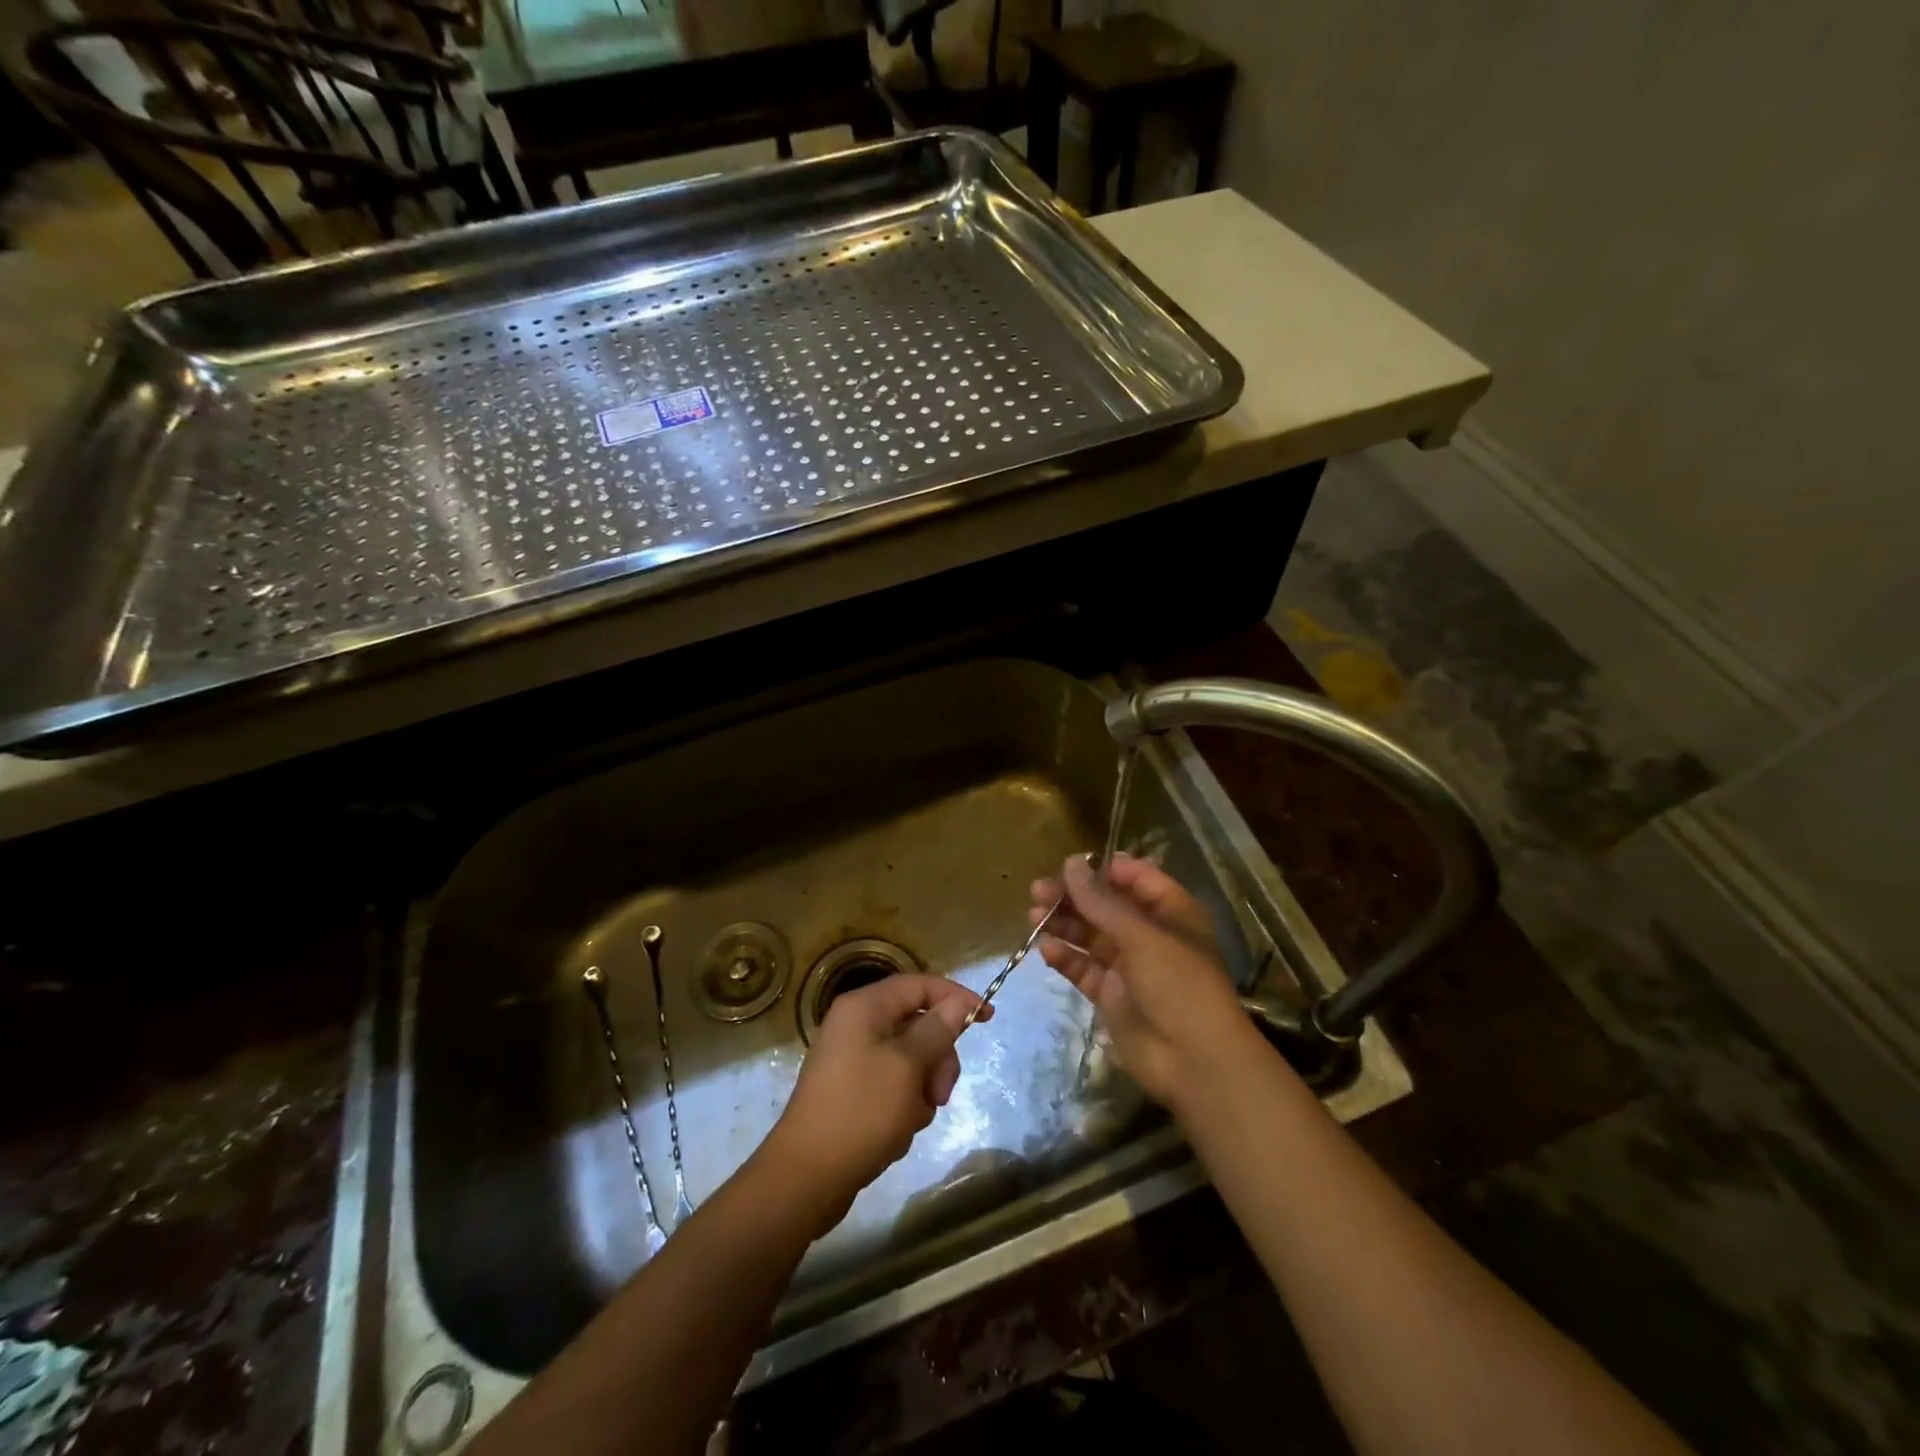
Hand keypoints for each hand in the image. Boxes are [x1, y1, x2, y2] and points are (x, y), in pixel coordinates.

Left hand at [759, 973, 990, 1235]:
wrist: (806, 1178)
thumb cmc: (860, 1112)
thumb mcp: (908, 1066)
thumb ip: (937, 1030)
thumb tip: (958, 1002)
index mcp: (864, 1007)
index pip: (920, 985)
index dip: (956, 997)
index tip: (987, 1019)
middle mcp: (857, 1025)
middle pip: (918, 1024)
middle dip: (937, 1059)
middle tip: (940, 1094)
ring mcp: (853, 1059)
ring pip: (911, 1059)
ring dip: (922, 1088)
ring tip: (911, 1120)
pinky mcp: (854, 1091)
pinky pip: (895, 1086)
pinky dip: (904, 1106)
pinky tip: (897, 1132)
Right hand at [1032, 852, 1252, 1108]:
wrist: (1193, 1060)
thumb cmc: (1178, 983)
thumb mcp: (1141, 935)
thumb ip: (1101, 901)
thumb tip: (1070, 863)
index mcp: (1171, 912)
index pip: (1137, 878)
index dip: (1105, 869)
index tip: (1071, 865)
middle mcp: (1150, 935)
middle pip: (1107, 906)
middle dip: (1074, 897)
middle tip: (1038, 890)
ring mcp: (1129, 966)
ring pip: (1091, 936)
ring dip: (1064, 924)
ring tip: (1033, 916)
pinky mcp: (1111, 995)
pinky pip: (1084, 968)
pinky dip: (1066, 957)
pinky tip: (1046, 949)